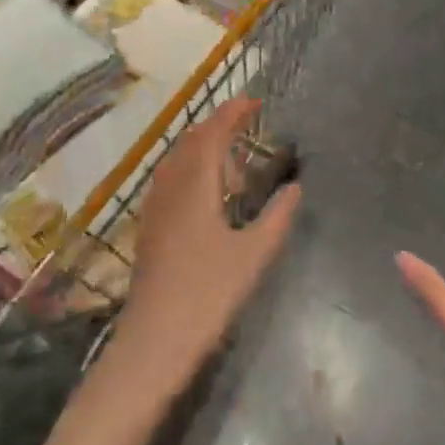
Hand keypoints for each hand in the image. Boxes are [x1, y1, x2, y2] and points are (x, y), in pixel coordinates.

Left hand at [115, 97, 300, 390]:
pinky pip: (169, 178)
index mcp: (196, 186)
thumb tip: (295, 187)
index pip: (213, 134)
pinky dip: (190, 166)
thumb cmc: (208, 295)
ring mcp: (155, 207)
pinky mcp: (149, 227)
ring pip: (177, 159)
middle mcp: (171, 187)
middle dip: (217, 124)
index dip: (232, 113)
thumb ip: (277, 217)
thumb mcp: (254, 255)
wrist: (153, 342)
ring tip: (230, 152)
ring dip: (202, 145)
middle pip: (191, 141)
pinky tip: (204, 189)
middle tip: (247, 122)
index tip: (255, 102)